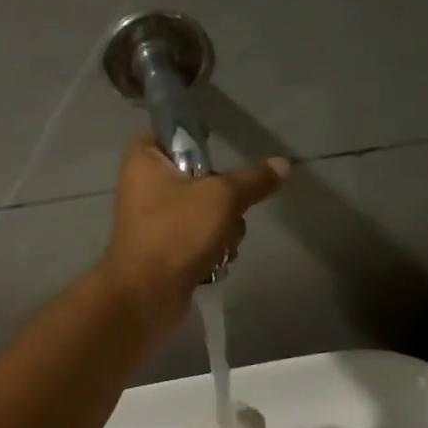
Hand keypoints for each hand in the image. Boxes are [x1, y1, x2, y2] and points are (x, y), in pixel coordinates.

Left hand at [98, 135, 287, 329]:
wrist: (146, 295)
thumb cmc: (177, 232)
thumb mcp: (223, 198)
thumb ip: (254, 180)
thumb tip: (283, 164)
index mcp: (145, 159)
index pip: (172, 132)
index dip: (199, 141)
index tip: (220, 159)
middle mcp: (144, 185)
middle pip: (199, 176)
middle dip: (224, 199)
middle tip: (226, 212)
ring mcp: (154, 219)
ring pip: (206, 210)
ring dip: (224, 229)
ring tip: (221, 244)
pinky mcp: (164, 248)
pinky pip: (199, 237)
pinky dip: (212, 249)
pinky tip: (216, 262)